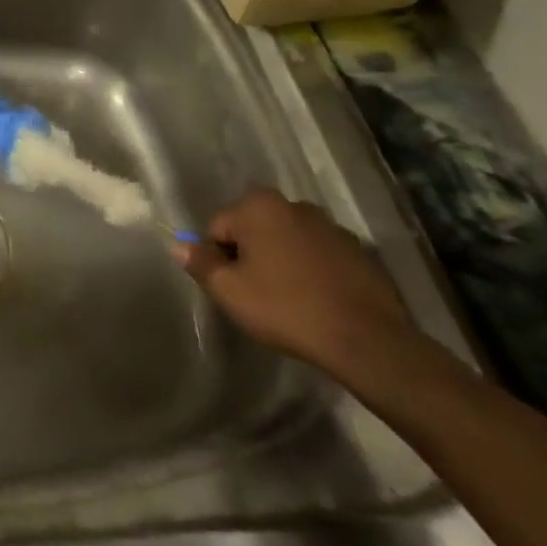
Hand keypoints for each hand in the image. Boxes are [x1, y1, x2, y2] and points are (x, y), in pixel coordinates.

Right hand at [171, 187, 416, 377]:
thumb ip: (200, 263)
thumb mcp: (230, 291)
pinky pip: (320, 256)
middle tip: (258, 294)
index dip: (219, 259)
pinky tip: (318, 300)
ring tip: (290, 299)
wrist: (367, 341)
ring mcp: (331, 226)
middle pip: (254, 229)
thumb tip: (178, 246)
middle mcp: (294, 205)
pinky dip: (313, 271)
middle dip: (251, 255)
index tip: (234, 288)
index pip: (219, 228)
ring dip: (283, 261)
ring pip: (288, 241)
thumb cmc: (286, 308)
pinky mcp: (360, 251)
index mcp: (258, 206)